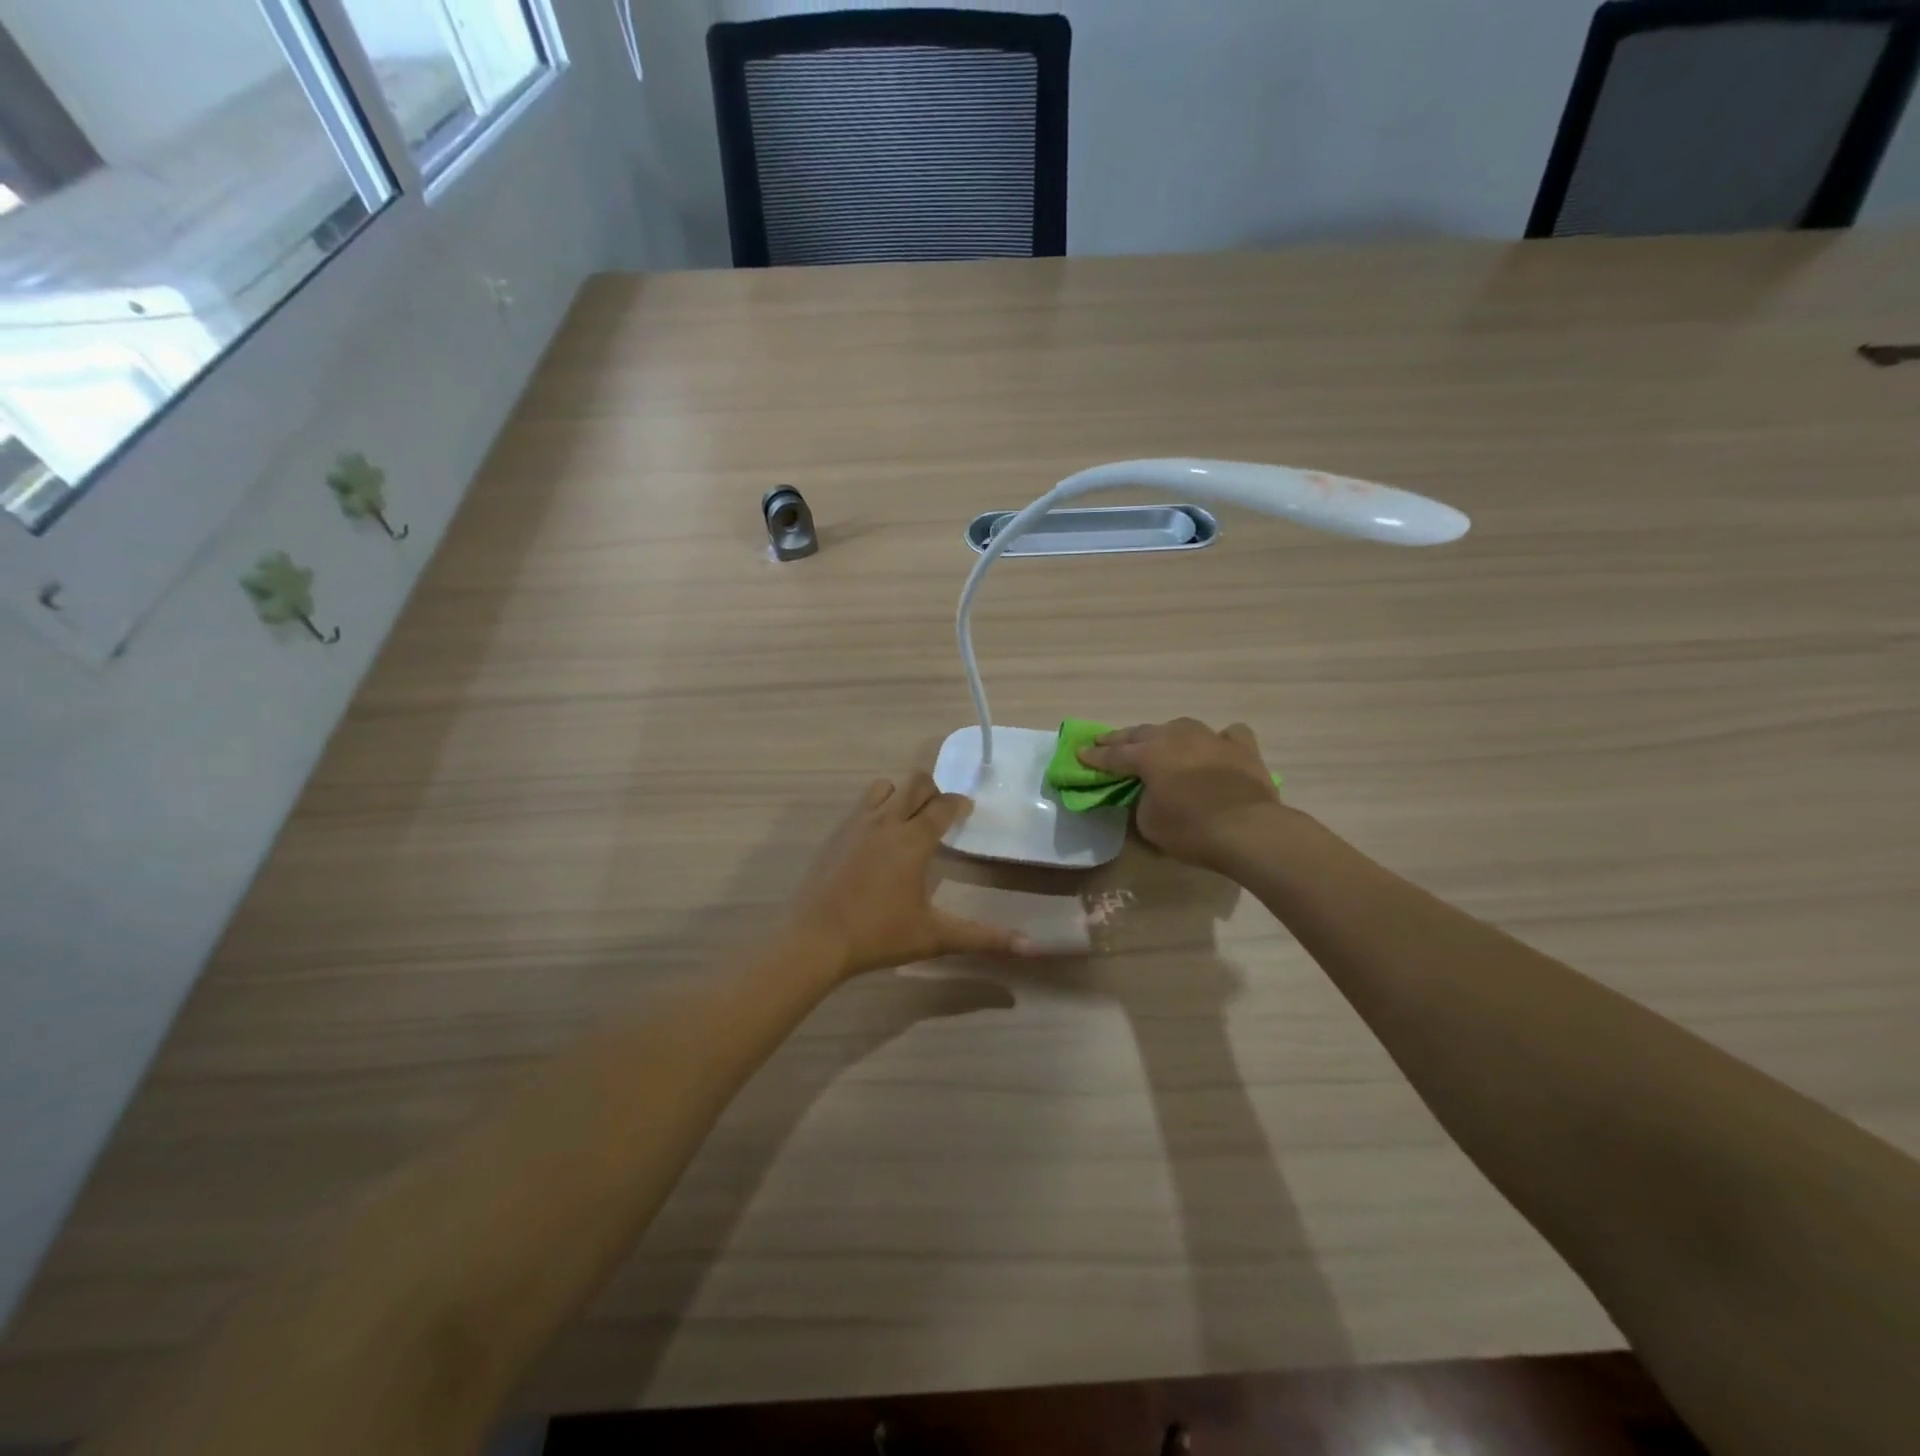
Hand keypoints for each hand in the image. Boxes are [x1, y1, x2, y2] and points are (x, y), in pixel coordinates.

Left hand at [792, 773, 1033, 976]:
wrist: (814, 938)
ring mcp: (856, 824)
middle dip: (932, 791)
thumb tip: (1031, 947)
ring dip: (900, 795)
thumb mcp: (935, 936)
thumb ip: (983, 938)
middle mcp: (886, 821)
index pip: (944, 805)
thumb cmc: (878, 934)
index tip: (967, 810)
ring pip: (884, 787)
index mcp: (913, 839)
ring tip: (907, 821)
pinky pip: (861, 806)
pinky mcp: (834, 834)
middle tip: (940, 814)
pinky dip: (875, 810)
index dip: (959, 803)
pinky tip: (876, 840)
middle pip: (915, 783)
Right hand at [1079, 719, 1282, 869]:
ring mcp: (1211, 737)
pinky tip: (1214, 748)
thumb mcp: (1149, 823)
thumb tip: (1148, 793)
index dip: (1095, 757)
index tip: (1081, 754)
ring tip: (1158, 741)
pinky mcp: (1242, 747)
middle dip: (1121, 739)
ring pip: (1180, 727)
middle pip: (1142, 734)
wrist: (1249, 830)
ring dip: (1165, 735)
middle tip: (1105, 741)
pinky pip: (1226, 735)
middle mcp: (1176, 736)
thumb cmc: (1191, 829)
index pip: (1114, 755)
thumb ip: (1141, 801)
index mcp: (1148, 754)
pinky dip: (1216, 741)